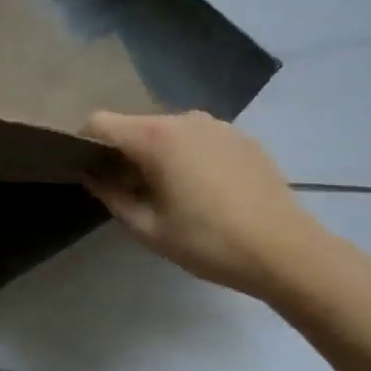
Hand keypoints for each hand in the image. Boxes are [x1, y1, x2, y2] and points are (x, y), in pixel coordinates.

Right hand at [82, 111, 328, 298]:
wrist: (287, 251)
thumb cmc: (208, 242)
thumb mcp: (147, 227)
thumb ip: (110, 194)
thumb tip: (89, 173)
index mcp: (156, 137)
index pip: (100, 122)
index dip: (84, 142)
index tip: (86, 171)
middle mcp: (185, 119)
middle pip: (135, 126)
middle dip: (122, 152)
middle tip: (126, 191)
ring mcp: (218, 125)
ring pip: (167, 132)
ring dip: (156, 155)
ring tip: (168, 193)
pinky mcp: (242, 137)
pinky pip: (198, 139)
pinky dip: (187, 156)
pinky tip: (202, 191)